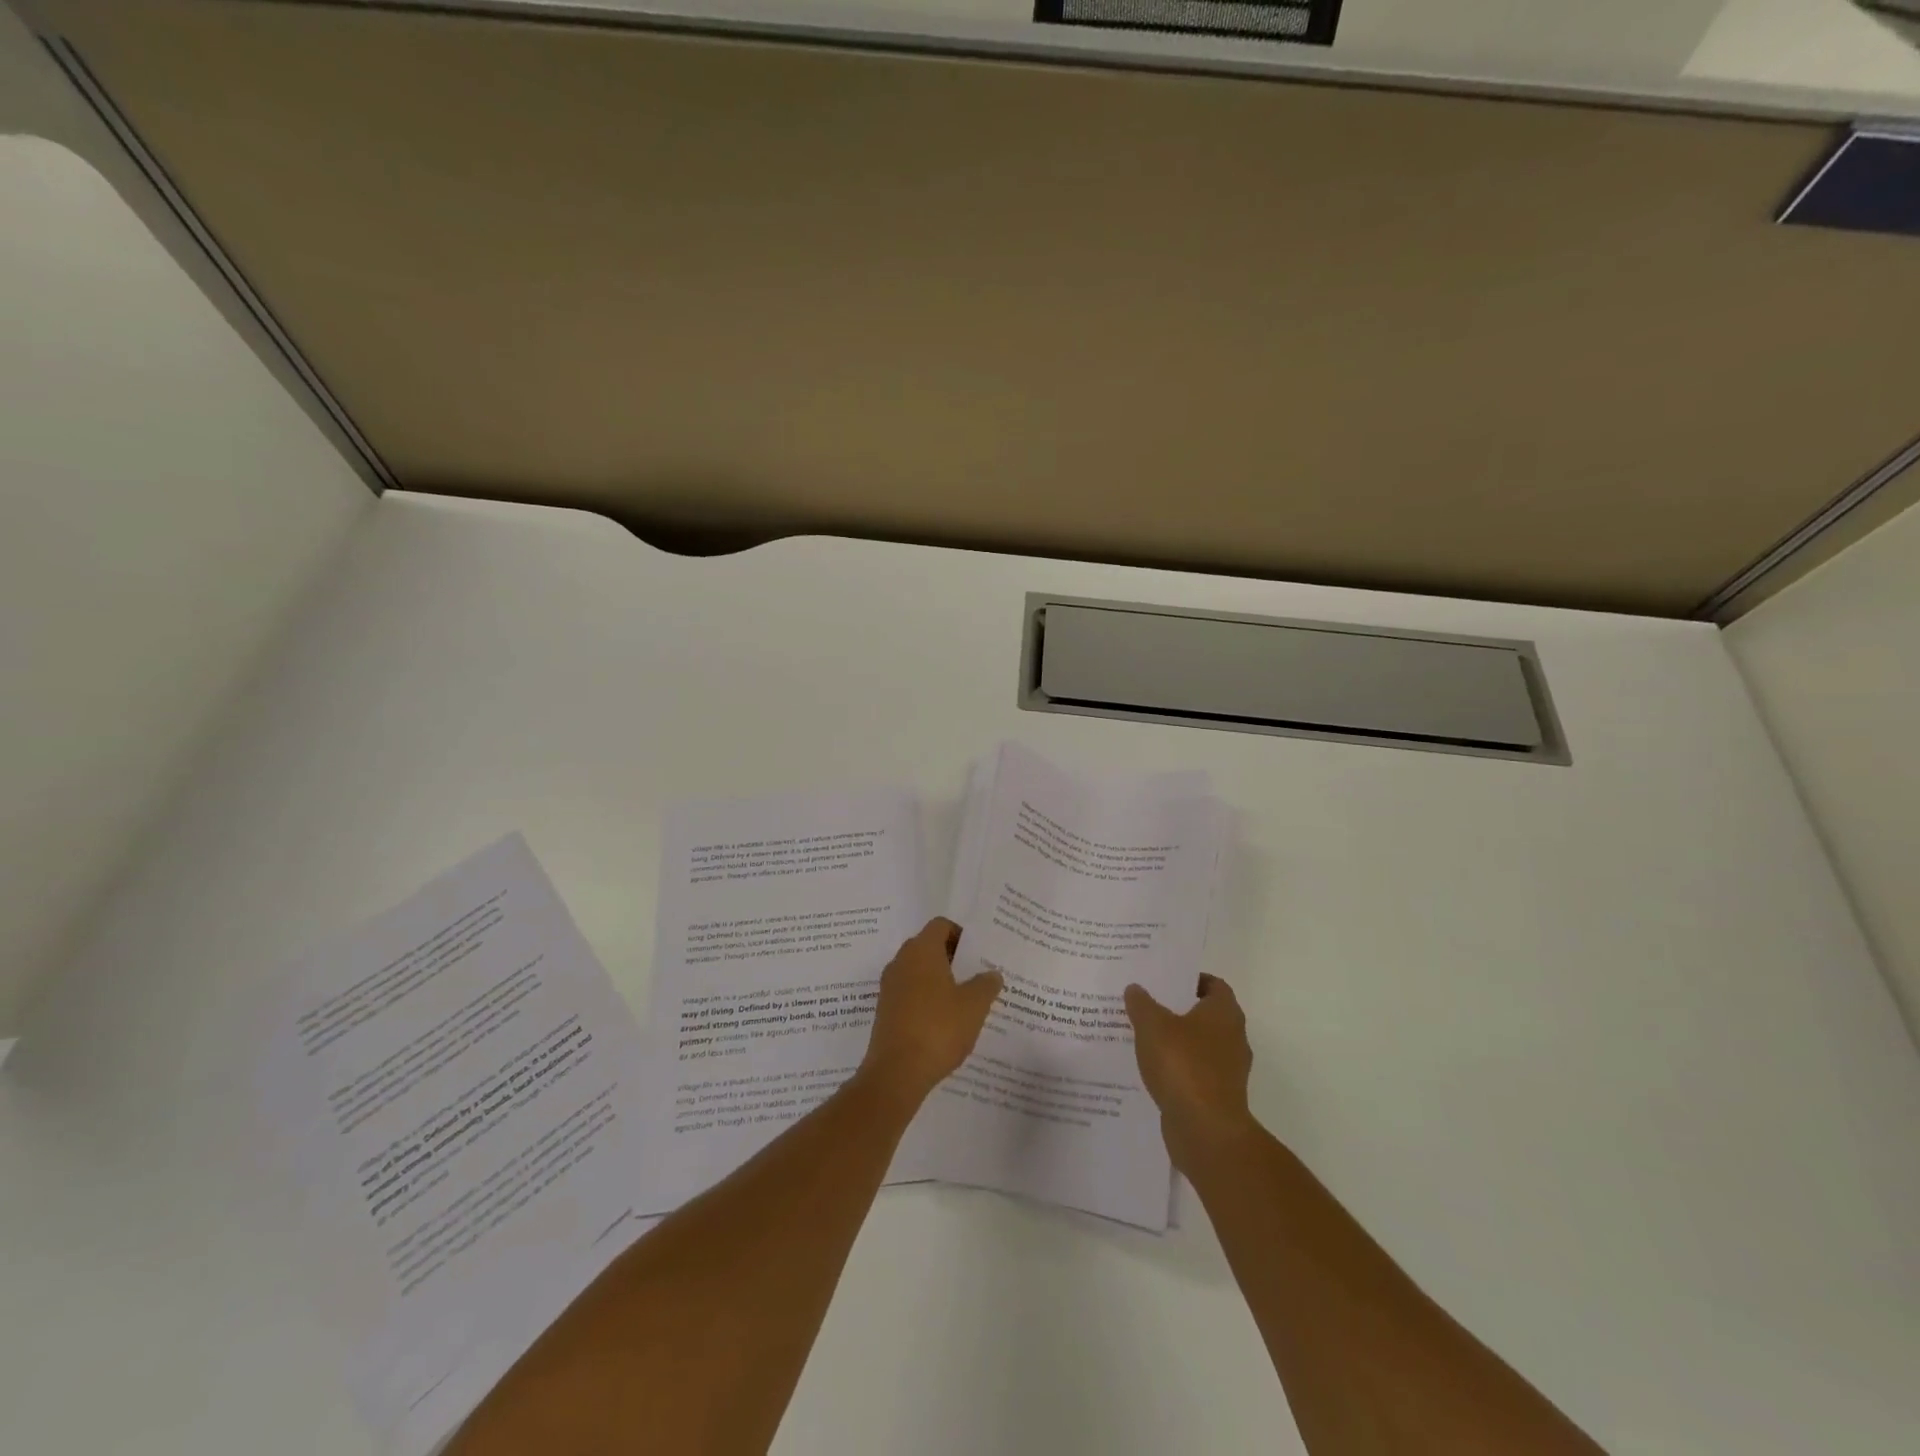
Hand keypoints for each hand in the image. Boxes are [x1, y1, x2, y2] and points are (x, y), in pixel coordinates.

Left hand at [859, 918, 1003, 1105]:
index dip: (961, 934)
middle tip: (976, 975)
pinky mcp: (885, 1010)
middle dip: (952, 958)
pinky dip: (926, 999)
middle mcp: (901, 961)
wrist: (896, 1072)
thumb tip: (992, 973)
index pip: (941, 926)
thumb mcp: (974, 1005)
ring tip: (964, 1000)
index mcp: (922, 950)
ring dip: (939, 980)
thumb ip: (986, 984)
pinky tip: (944, 1021)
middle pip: (928, 947)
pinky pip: (909, 993)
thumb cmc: (939, 1028)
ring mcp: (890, 986)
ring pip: (918, 972)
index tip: (978, 953)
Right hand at [1124, 974, 1255, 1171]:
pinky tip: (1149, 1069)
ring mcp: (1227, 1071)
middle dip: (1177, 1010)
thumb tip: (1135, 989)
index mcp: (1224, 1013)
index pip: (1214, 985)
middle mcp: (1233, 1038)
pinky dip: (1176, 1069)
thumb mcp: (1152, 1025)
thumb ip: (1141, 1004)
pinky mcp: (1217, 1097)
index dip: (1190, 979)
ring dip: (1175, 1042)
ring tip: (1141, 1036)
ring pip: (1198, 1046)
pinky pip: (1194, 1073)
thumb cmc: (1183, 1065)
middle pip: (1205, 1015)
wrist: (1205, 1131)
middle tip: (1146, 1004)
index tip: (1164, 980)